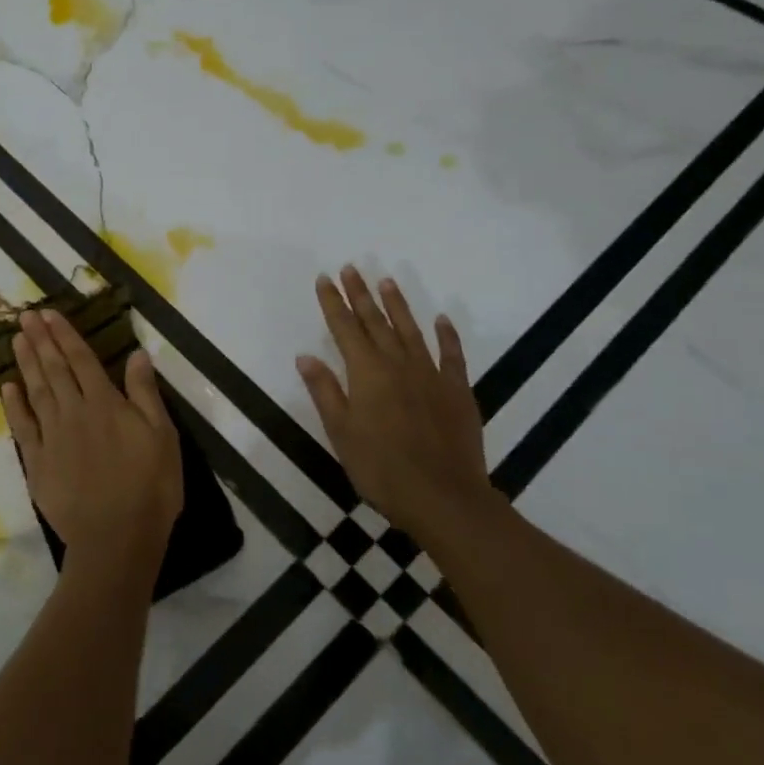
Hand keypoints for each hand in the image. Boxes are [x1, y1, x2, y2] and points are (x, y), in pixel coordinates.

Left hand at [0, 309, 183, 576]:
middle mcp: (74, 412)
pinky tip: (8, 386)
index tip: (49, 314)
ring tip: (16, 339)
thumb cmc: (149, 486)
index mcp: (105, 403)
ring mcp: (52, 437)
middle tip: (25, 316)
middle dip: (40, 340)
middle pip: (54, 369)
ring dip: (26, 363)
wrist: (116, 537)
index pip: (81, 360)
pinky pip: (23, 427)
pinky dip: (14, 405)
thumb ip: (145, 393)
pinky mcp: (38, 463)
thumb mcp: (162, 436)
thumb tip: (137, 354)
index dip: (65, 335)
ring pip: (36, 391)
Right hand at [295, 267, 495, 543]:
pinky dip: (446, 335)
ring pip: (411, 330)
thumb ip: (324, 391)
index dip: (333, 302)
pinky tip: (442, 319)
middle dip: (361, 294)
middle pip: (376, 321)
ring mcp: (431, 374)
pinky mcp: (458, 390)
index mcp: (366, 373)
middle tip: (351, 268)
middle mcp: (398, 364)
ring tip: (386, 281)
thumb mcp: (341, 432)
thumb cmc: (381, 468)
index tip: (325, 278)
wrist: (443, 497)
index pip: (345, 328)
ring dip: (397, 304)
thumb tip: (306, 356)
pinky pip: (452, 355)